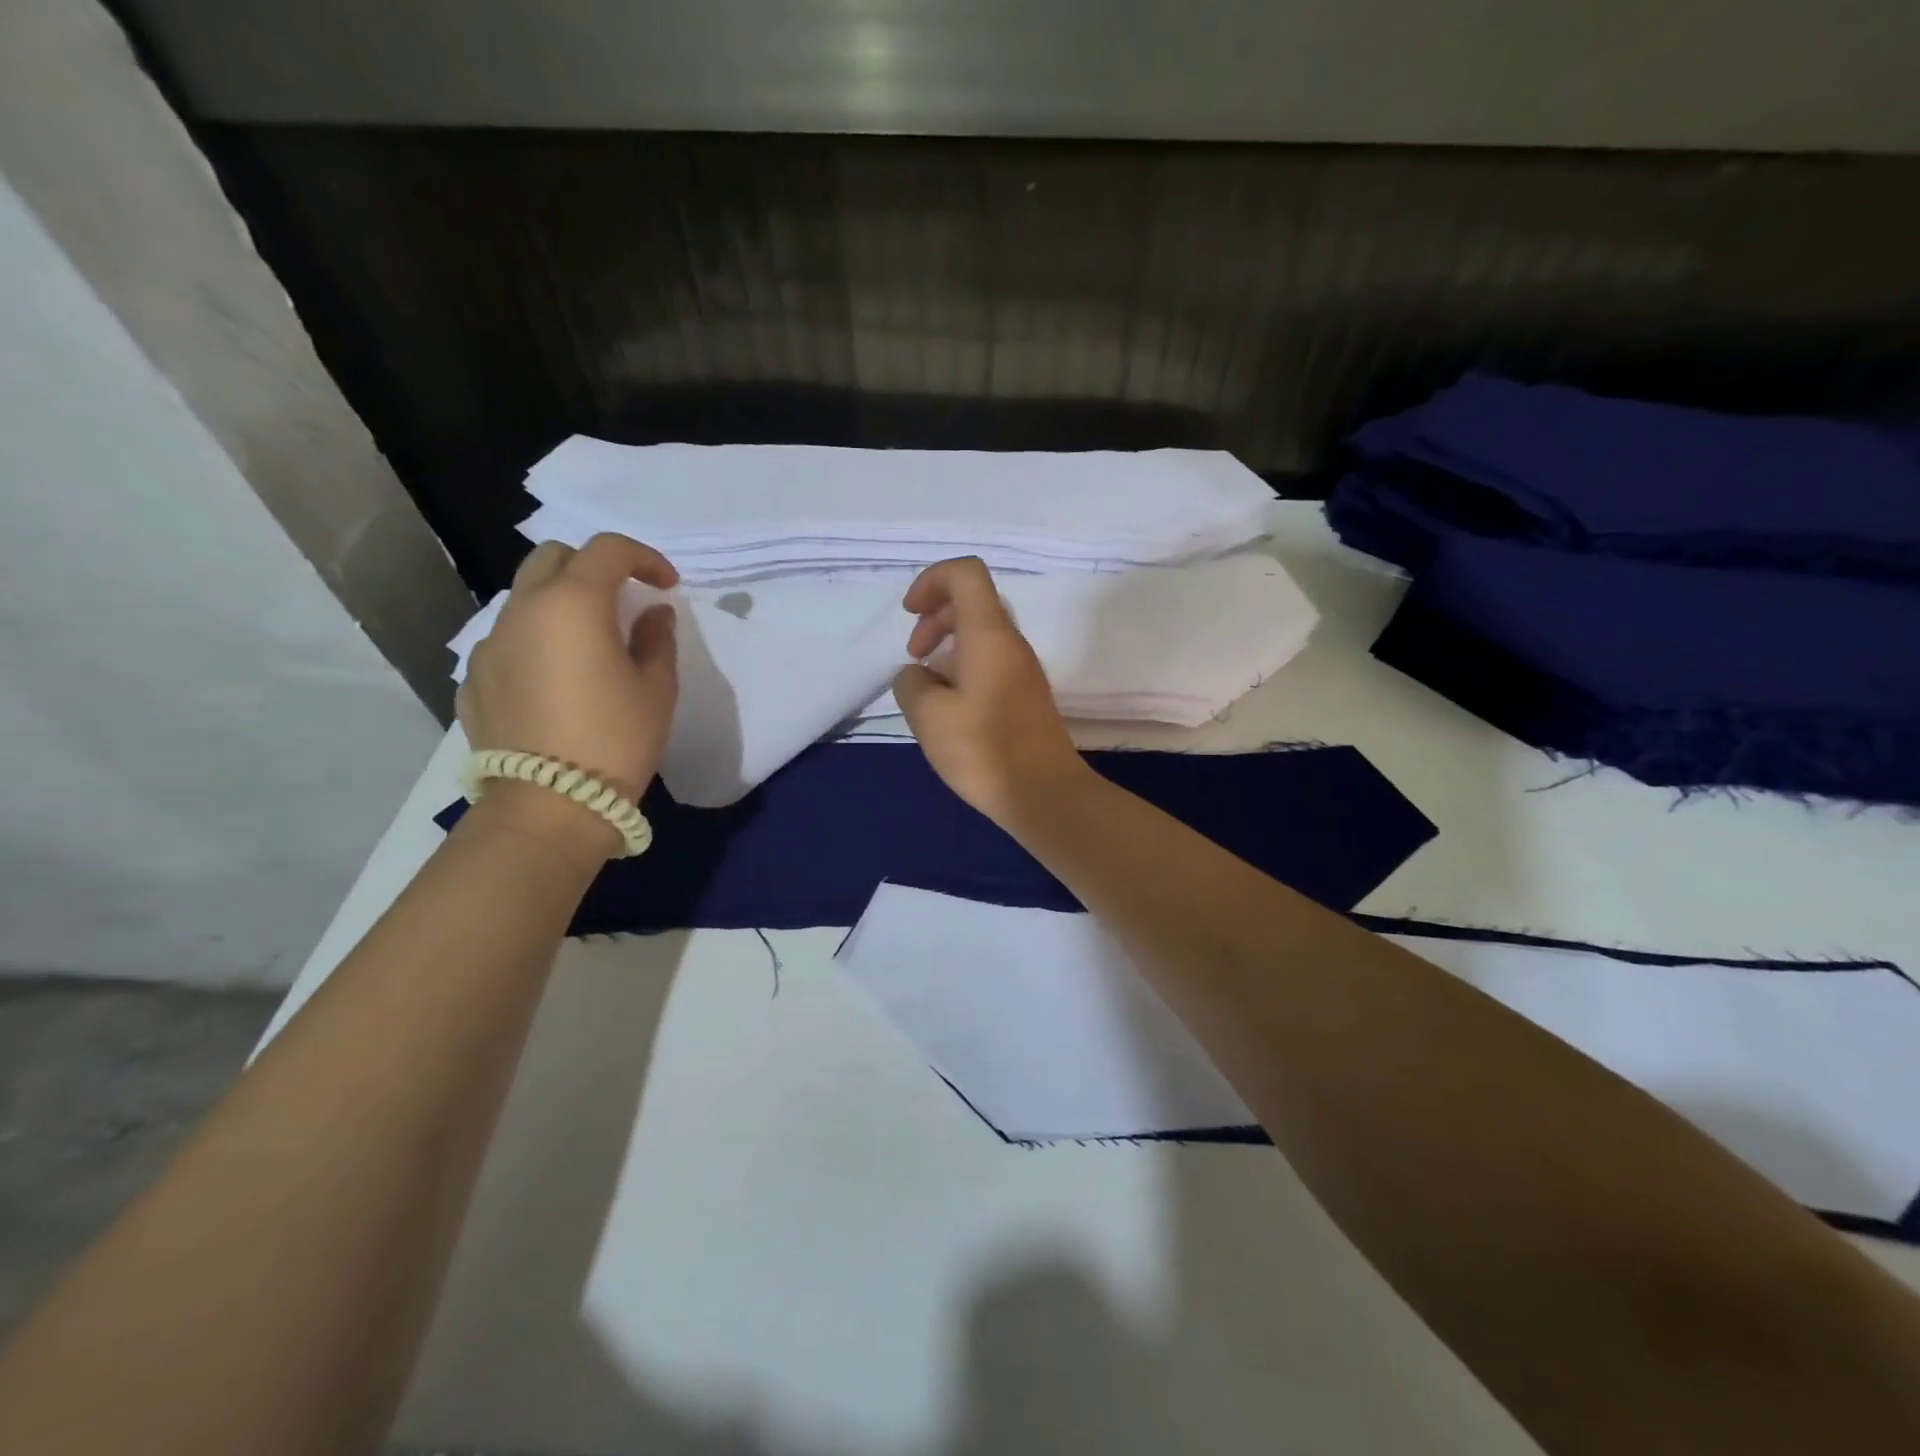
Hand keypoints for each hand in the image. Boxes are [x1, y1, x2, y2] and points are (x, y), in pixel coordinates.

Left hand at [457, 534, 679, 861]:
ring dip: (561, 604)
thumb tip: (652, 614)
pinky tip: (556, 681)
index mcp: (572, 604)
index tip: (667, 585)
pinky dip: (536, 641)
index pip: (607, 550)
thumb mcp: (656, 689)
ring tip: (589, 645)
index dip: (644, 558)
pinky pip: (508, 640)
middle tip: (623, 602)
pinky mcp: (473, 677)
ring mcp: (489, 644)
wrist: (548, 805)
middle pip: (553, 558)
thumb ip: (656, 639)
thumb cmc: (615, 740)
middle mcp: (522, 610)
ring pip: (525, 598)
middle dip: (593, 567)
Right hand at [893, 557, 1089, 825]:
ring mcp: (1022, 670)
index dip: (931, 581)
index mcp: (989, 634)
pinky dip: (963, 668)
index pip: (965, 574)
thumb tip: (918, 675)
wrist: (1044, 794)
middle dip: (934, 617)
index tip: (911, 615)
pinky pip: (990, 662)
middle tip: (914, 655)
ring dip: (947, 646)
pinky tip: (949, 707)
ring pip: (980, 634)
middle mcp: (1011, 643)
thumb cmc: (984, 750)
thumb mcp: (928, 715)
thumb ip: (911, 683)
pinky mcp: (1025, 696)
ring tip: (926, 686)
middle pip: (972, 602)